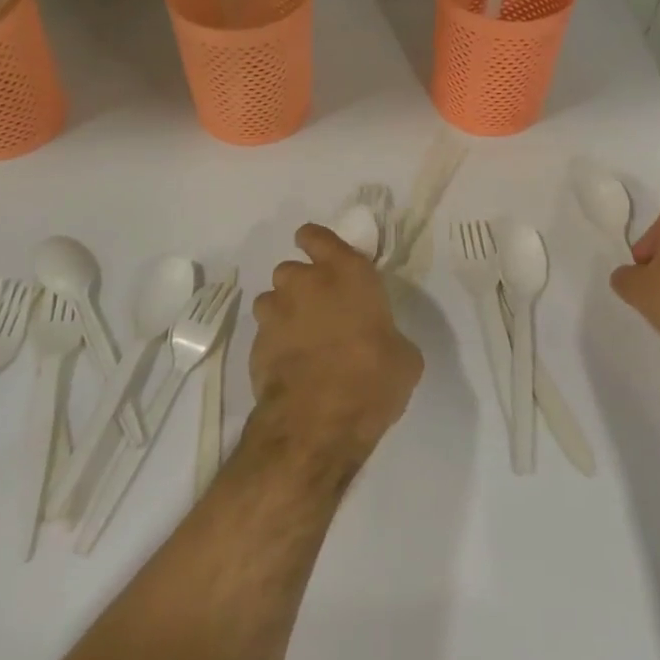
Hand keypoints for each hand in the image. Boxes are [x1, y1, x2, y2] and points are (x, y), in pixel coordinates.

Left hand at [248, 224, 422, 471]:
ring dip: (284, 312)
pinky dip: (274, 342)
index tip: (319, 254)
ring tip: (300, 338)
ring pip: (272, 299)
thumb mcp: (404, 357)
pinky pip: (264, 333)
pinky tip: (289, 364)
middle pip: (292, 269)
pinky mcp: (255, 343)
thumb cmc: (372, 380)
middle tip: (318, 309)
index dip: (315, 242)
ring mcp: (276, 312)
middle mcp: (307, 283)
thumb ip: (388, 334)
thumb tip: (383, 340)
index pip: (318, 237)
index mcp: (348, 274)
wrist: (318, 422)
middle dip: (301, 284)